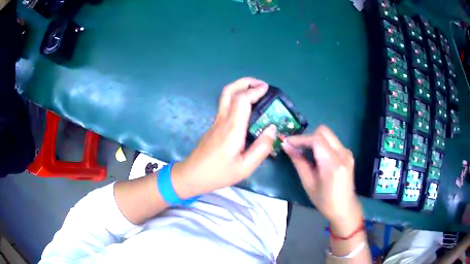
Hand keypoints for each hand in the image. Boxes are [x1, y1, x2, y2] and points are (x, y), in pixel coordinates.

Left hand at [172, 77, 276, 197]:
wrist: (193, 175)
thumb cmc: (219, 173)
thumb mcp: (245, 167)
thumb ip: (261, 148)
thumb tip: (272, 128)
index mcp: (232, 129)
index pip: (242, 100)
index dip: (254, 90)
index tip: (267, 88)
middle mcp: (223, 120)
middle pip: (229, 90)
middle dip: (245, 82)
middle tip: (261, 84)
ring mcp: (217, 121)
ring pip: (225, 96)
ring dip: (240, 87)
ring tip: (255, 91)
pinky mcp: (214, 125)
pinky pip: (226, 104)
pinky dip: (237, 97)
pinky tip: (247, 107)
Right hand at [282, 126, 362, 233]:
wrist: (345, 208)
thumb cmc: (324, 201)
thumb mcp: (308, 183)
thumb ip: (298, 162)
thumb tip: (286, 146)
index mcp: (333, 164)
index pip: (316, 140)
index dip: (300, 139)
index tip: (287, 142)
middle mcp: (343, 154)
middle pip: (323, 131)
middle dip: (308, 137)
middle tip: (297, 147)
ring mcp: (347, 152)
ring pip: (328, 135)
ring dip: (315, 140)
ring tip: (306, 153)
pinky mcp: (348, 154)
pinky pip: (332, 142)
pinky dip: (322, 145)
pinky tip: (317, 157)